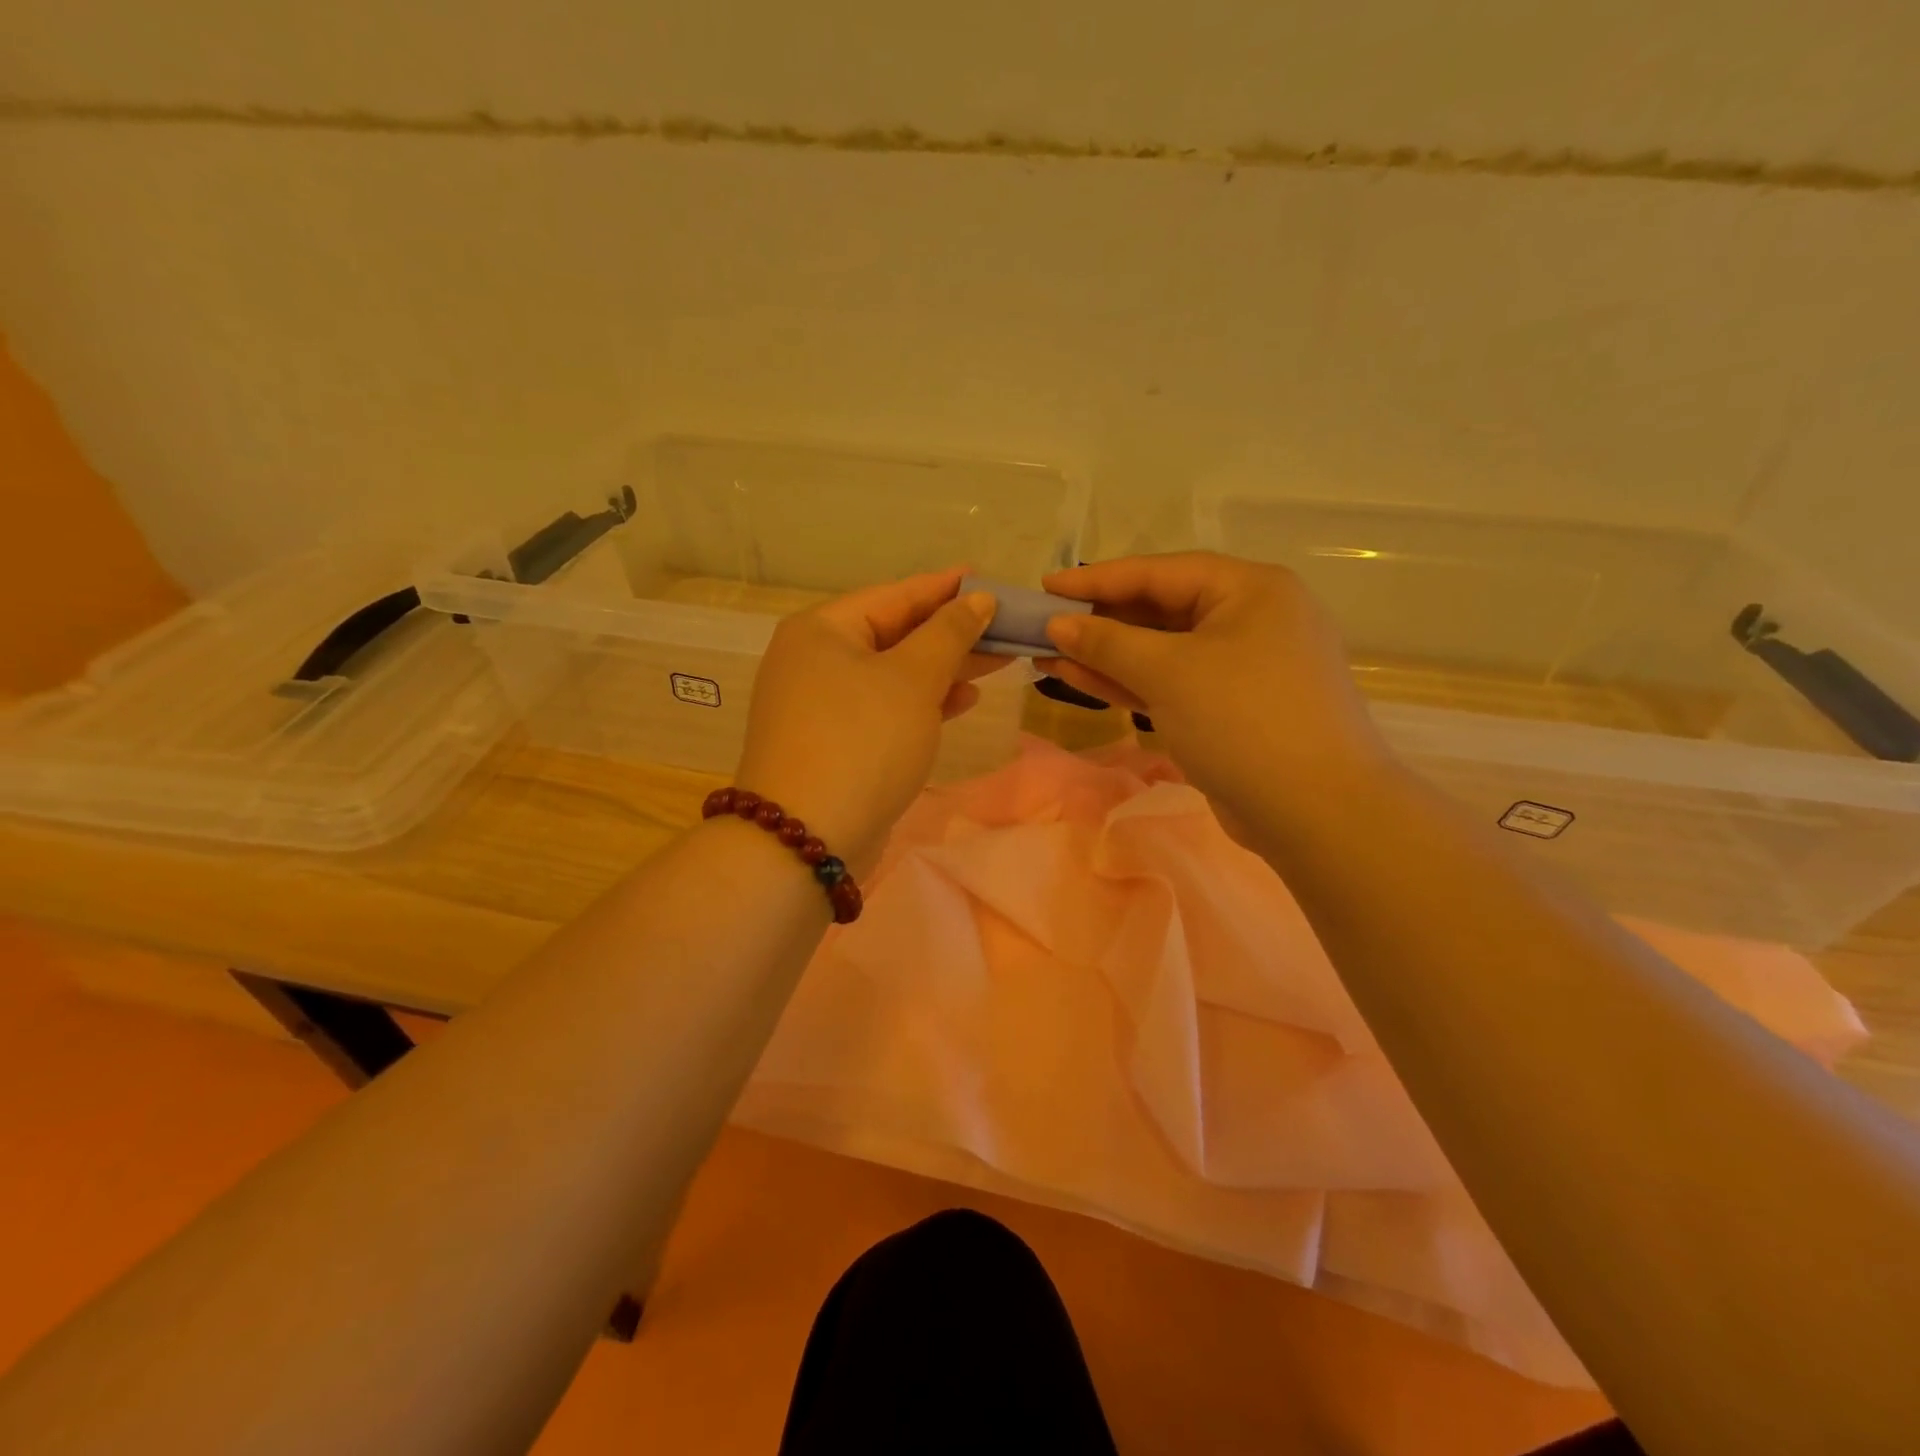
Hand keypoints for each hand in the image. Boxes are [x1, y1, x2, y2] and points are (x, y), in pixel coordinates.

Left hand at [735, 569, 1000, 872]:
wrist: (807, 839)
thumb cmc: (863, 741)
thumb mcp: (912, 679)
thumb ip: (949, 633)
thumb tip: (977, 598)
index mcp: (822, 630)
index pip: (895, 595)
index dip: (947, 587)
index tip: (990, 580)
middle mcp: (815, 660)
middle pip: (895, 634)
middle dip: (952, 632)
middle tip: (1006, 626)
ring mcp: (821, 705)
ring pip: (894, 674)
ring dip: (944, 669)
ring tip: (997, 660)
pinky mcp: (835, 743)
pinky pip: (886, 708)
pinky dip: (923, 703)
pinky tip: (963, 701)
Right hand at [1037, 552, 1390, 839]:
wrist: (1316, 813)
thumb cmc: (1244, 720)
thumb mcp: (1170, 671)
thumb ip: (1108, 643)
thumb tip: (1057, 625)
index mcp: (1250, 589)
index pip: (1160, 572)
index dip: (1097, 579)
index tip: (1045, 587)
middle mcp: (1249, 619)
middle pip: (1160, 610)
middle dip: (1099, 621)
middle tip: (1043, 625)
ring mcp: (1241, 668)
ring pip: (1161, 652)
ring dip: (1105, 655)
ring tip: (1046, 655)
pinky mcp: (1229, 711)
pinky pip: (1170, 684)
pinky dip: (1128, 682)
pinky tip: (1079, 679)